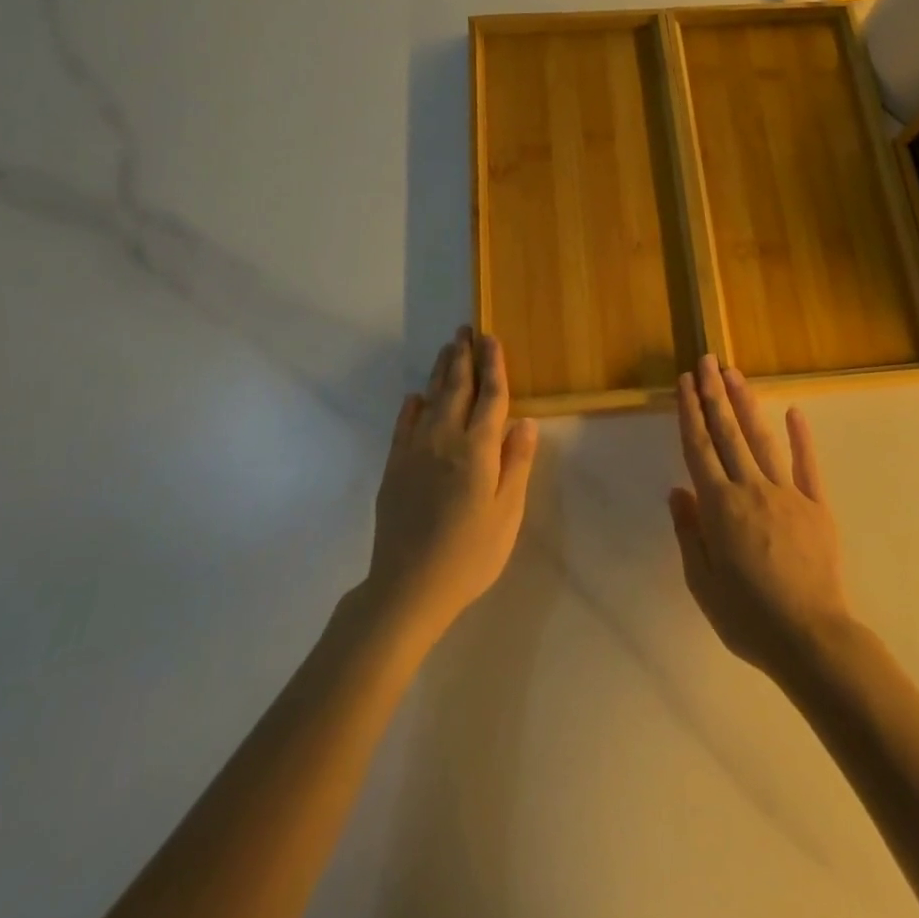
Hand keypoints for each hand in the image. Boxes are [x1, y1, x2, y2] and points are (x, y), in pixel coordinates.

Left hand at [367, 327, 538, 642]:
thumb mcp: (507, 513)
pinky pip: (403, 426)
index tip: (492, 338)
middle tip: (466, 330)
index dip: (493, 366)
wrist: (408, 587)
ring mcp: (415, 452)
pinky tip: (415, 397)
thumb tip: (524, 421)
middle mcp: (445, 439)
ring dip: (440, 372)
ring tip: (447, 348)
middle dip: (463, 357)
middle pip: (457, 388)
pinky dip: (411, 407)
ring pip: (431, 400)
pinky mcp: (394, 468)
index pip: (490, 396)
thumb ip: (515, 463)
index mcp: (477, 449)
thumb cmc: (470, 553)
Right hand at [668, 355, 852, 685]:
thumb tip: (678, 491)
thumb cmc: (748, 617)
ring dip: (746, 404)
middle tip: (707, 360)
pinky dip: (800, 437)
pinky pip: (807, 465)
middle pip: (727, 433)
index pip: (698, 449)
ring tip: (734, 374)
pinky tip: (794, 411)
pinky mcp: (816, 505)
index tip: (685, 382)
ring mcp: (787, 493)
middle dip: (714, 394)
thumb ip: (689, 532)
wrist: (810, 638)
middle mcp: (750, 489)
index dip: (690, 412)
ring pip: (761, 439)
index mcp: (719, 507)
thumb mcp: (702, 582)